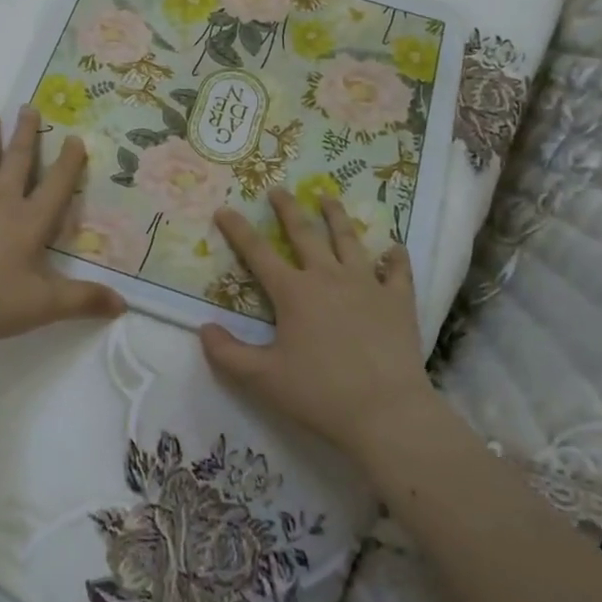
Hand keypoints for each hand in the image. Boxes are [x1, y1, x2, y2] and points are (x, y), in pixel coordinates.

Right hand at [200, 189, 437, 464]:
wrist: (385, 412)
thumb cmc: (319, 393)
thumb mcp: (262, 379)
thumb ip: (228, 354)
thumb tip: (204, 329)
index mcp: (293, 292)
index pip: (257, 252)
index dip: (237, 230)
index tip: (224, 209)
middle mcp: (328, 277)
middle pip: (304, 233)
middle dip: (287, 209)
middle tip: (278, 189)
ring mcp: (366, 284)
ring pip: (349, 240)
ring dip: (336, 216)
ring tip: (327, 197)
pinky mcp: (397, 300)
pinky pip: (397, 270)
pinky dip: (394, 257)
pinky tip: (394, 248)